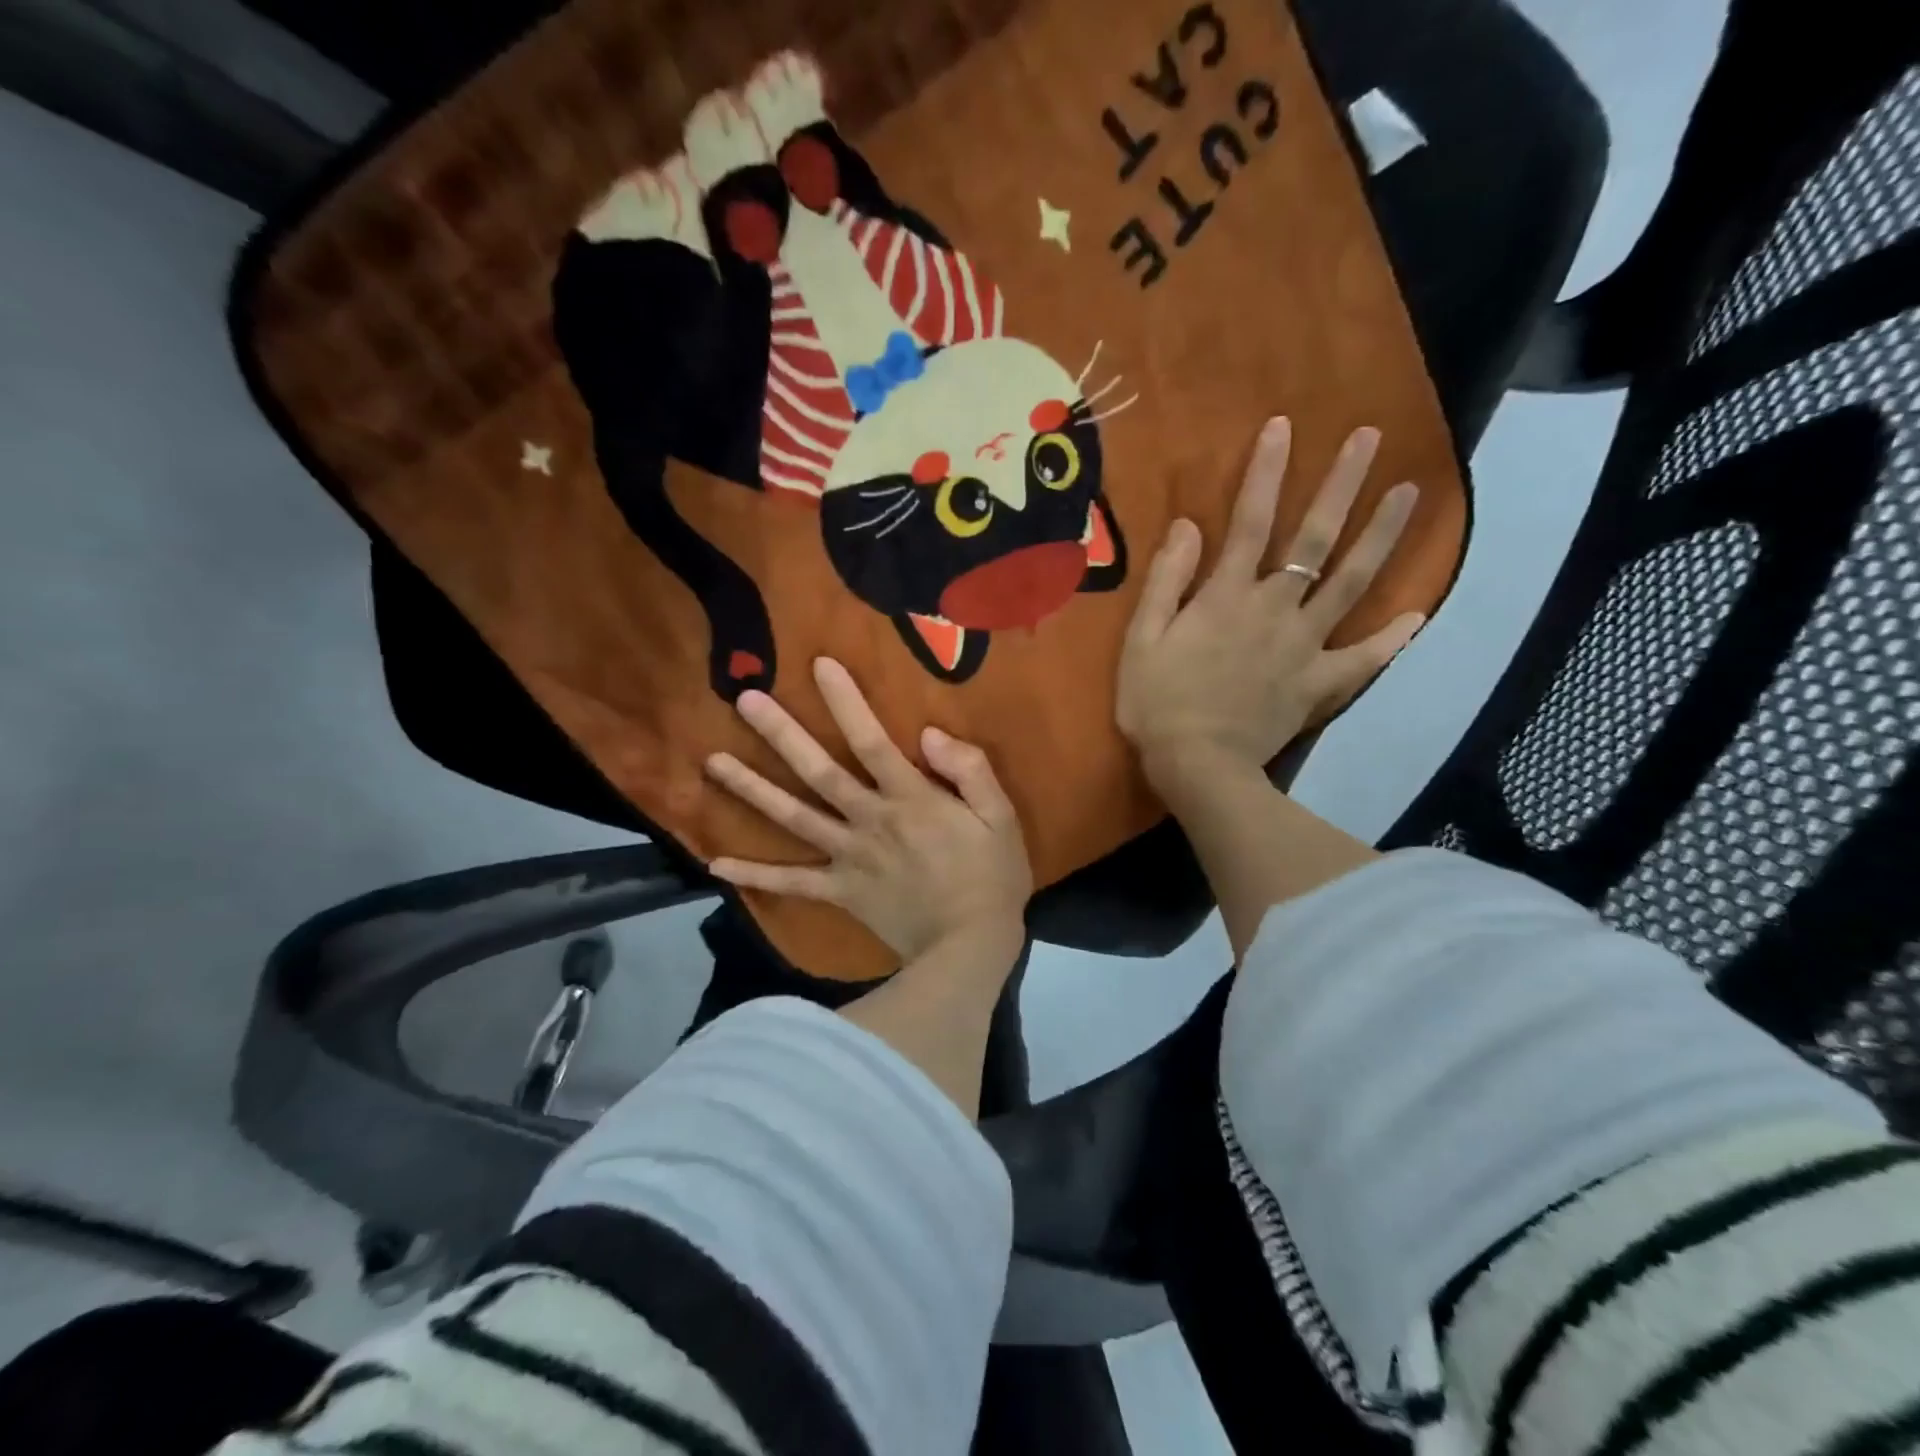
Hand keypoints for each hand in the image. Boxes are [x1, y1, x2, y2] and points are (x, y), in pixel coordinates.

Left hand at [704, 658, 1032, 959]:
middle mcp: (869, 821)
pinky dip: (755, 875)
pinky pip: (792, 883)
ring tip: (712, 762)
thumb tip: (929, 734)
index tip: (819, 666)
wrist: (970, 947)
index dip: (846, 702)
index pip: (872, 740)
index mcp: (909, 799)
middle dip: (782, 734)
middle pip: (819, 772)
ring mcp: (848, 857)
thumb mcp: (999, 817)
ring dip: (752, 790)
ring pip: (794, 818)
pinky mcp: (840, 892)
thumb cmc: (991, 877)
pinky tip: (716, 863)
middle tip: (745, 700)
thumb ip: (969, 770)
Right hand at [1117, 417, 1423, 784]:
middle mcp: (1273, 609)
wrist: (1197, 764)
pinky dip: (1391, 639)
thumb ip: (1167, 581)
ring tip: (1409, 493)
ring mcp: (1303, 645)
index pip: (1250, 521)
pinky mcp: (1318, 683)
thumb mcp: (1142, 639)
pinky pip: (1361, 659)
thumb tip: (1190, 525)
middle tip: (1370, 440)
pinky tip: (1417, 615)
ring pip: (1350, 584)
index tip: (1286, 426)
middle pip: (1314, 540)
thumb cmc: (1157, 702)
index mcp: (1226, 596)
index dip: (1267, 473)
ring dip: (1381, 537)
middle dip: (1342, 486)